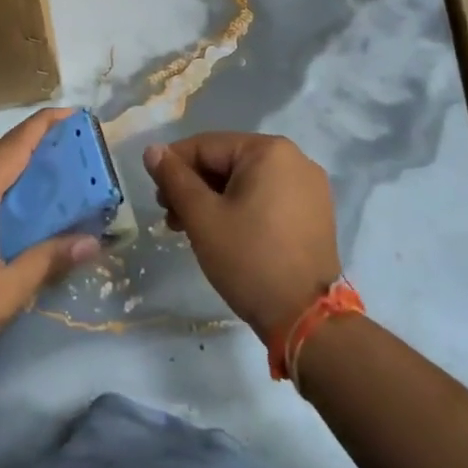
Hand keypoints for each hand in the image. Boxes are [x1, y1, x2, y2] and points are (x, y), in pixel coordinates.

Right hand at [144, 133, 342, 341]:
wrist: (307, 321)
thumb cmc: (249, 259)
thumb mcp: (202, 217)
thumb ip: (174, 178)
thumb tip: (152, 150)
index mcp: (269, 150)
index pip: (206, 146)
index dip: (173, 167)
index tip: (157, 198)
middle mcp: (294, 158)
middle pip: (227, 162)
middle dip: (194, 187)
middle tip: (171, 218)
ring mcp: (309, 187)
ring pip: (245, 181)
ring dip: (214, 200)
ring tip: (192, 229)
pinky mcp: (314, 212)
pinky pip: (266, 197)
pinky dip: (241, 208)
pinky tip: (224, 233)